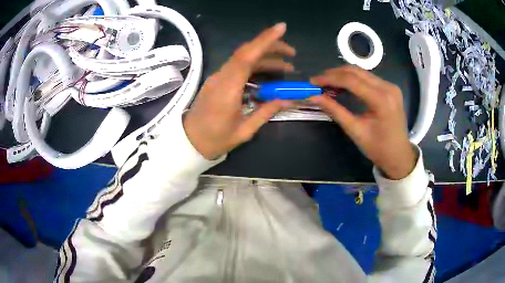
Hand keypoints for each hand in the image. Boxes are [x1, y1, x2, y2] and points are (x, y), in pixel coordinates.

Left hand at [183, 23, 295, 159]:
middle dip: (270, 47)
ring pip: (243, 58)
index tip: (282, 28)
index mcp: (227, 90)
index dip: (264, 41)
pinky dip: (256, 65)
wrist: (190, 141)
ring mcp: (218, 77)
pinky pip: (239, 66)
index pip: (246, 57)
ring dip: (265, 58)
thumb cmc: (215, 139)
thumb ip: (266, 112)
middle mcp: (222, 77)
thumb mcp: (244, 130)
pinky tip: (269, 73)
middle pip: (246, 52)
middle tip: (292, 53)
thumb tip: (288, 100)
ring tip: (287, 67)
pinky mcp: (218, 80)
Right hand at [309, 66, 416, 179]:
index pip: (351, 80)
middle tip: (318, 82)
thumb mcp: (355, 130)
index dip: (329, 78)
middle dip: (334, 74)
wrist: (399, 155)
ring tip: (328, 84)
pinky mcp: (390, 88)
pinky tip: (343, 86)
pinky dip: (353, 80)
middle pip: (356, 71)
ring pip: (361, 72)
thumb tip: (313, 97)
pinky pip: (368, 78)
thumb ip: (335, 110)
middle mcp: (388, 87)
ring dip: (343, 75)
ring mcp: (391, 86)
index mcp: (381, 100)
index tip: (313, 82)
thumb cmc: (378, 148)